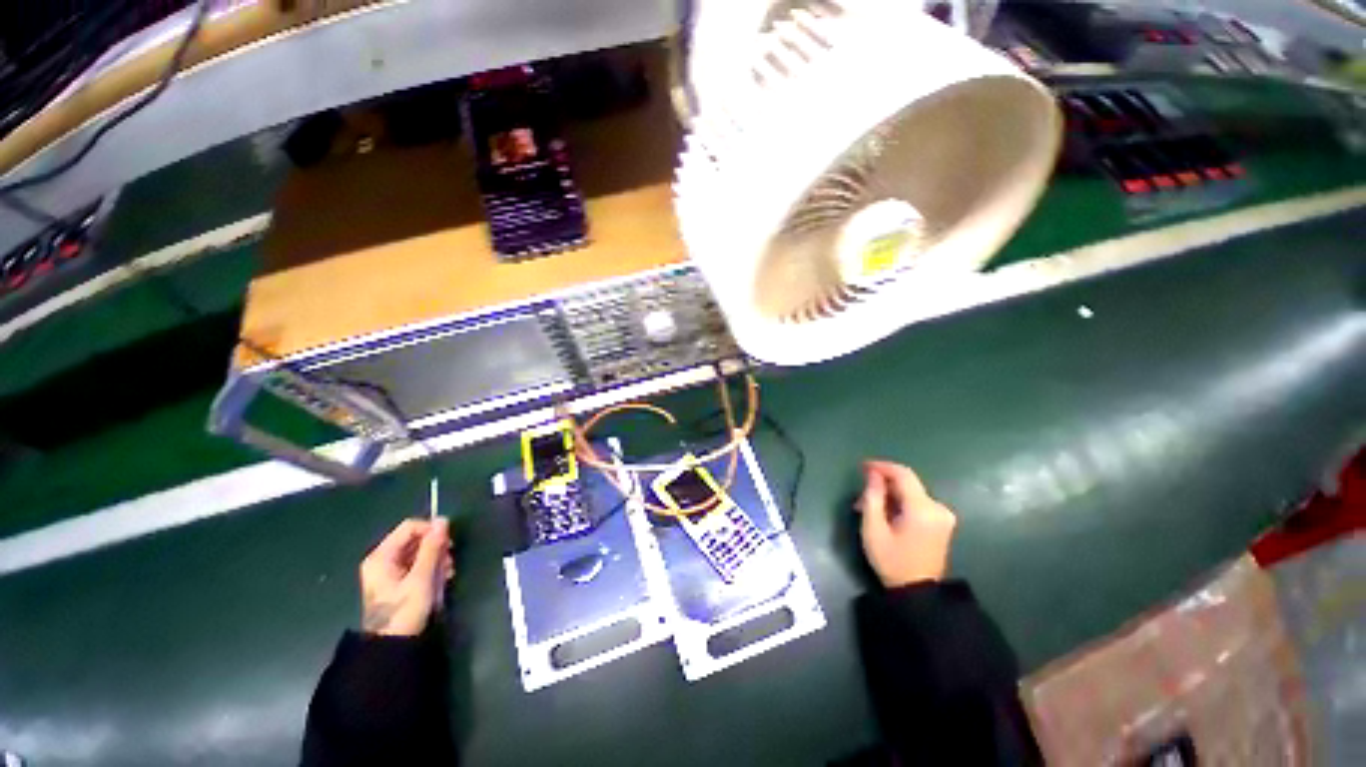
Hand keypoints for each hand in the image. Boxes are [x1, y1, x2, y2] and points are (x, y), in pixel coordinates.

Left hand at [359, 518, 454, 636]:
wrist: (392, 645)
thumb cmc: (404, 610)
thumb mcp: (421, 578)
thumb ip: (432, 547)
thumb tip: (443, 520)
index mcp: (381, 556)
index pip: (410, 527)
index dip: (431, 530)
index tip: (449, 542)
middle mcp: (383, 559)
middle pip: (415, 539)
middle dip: (436, 547)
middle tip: (449, 560)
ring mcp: (389, 571)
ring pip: (420, 552)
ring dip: (437, 558)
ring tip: (448, 572)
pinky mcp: (398, 582)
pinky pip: (418, 564)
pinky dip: (432, 568)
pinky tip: (442, 578)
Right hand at [856, 460, 956, 587]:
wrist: (918, 593)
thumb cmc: (892, 561)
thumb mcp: (873, 529)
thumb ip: (872, 497)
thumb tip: (872, 474)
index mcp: (923, 509)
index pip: (903, 475)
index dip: (882, 466)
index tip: (862, 466)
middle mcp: (938, 507)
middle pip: (907, 483)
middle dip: (882, 483)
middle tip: (861, 496)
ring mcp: (943, 515)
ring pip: (911, 492)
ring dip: (889, 494)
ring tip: (868, 507)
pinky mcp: (942, 522)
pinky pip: (918, 502)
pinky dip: (900, 502)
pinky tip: (885, 513)